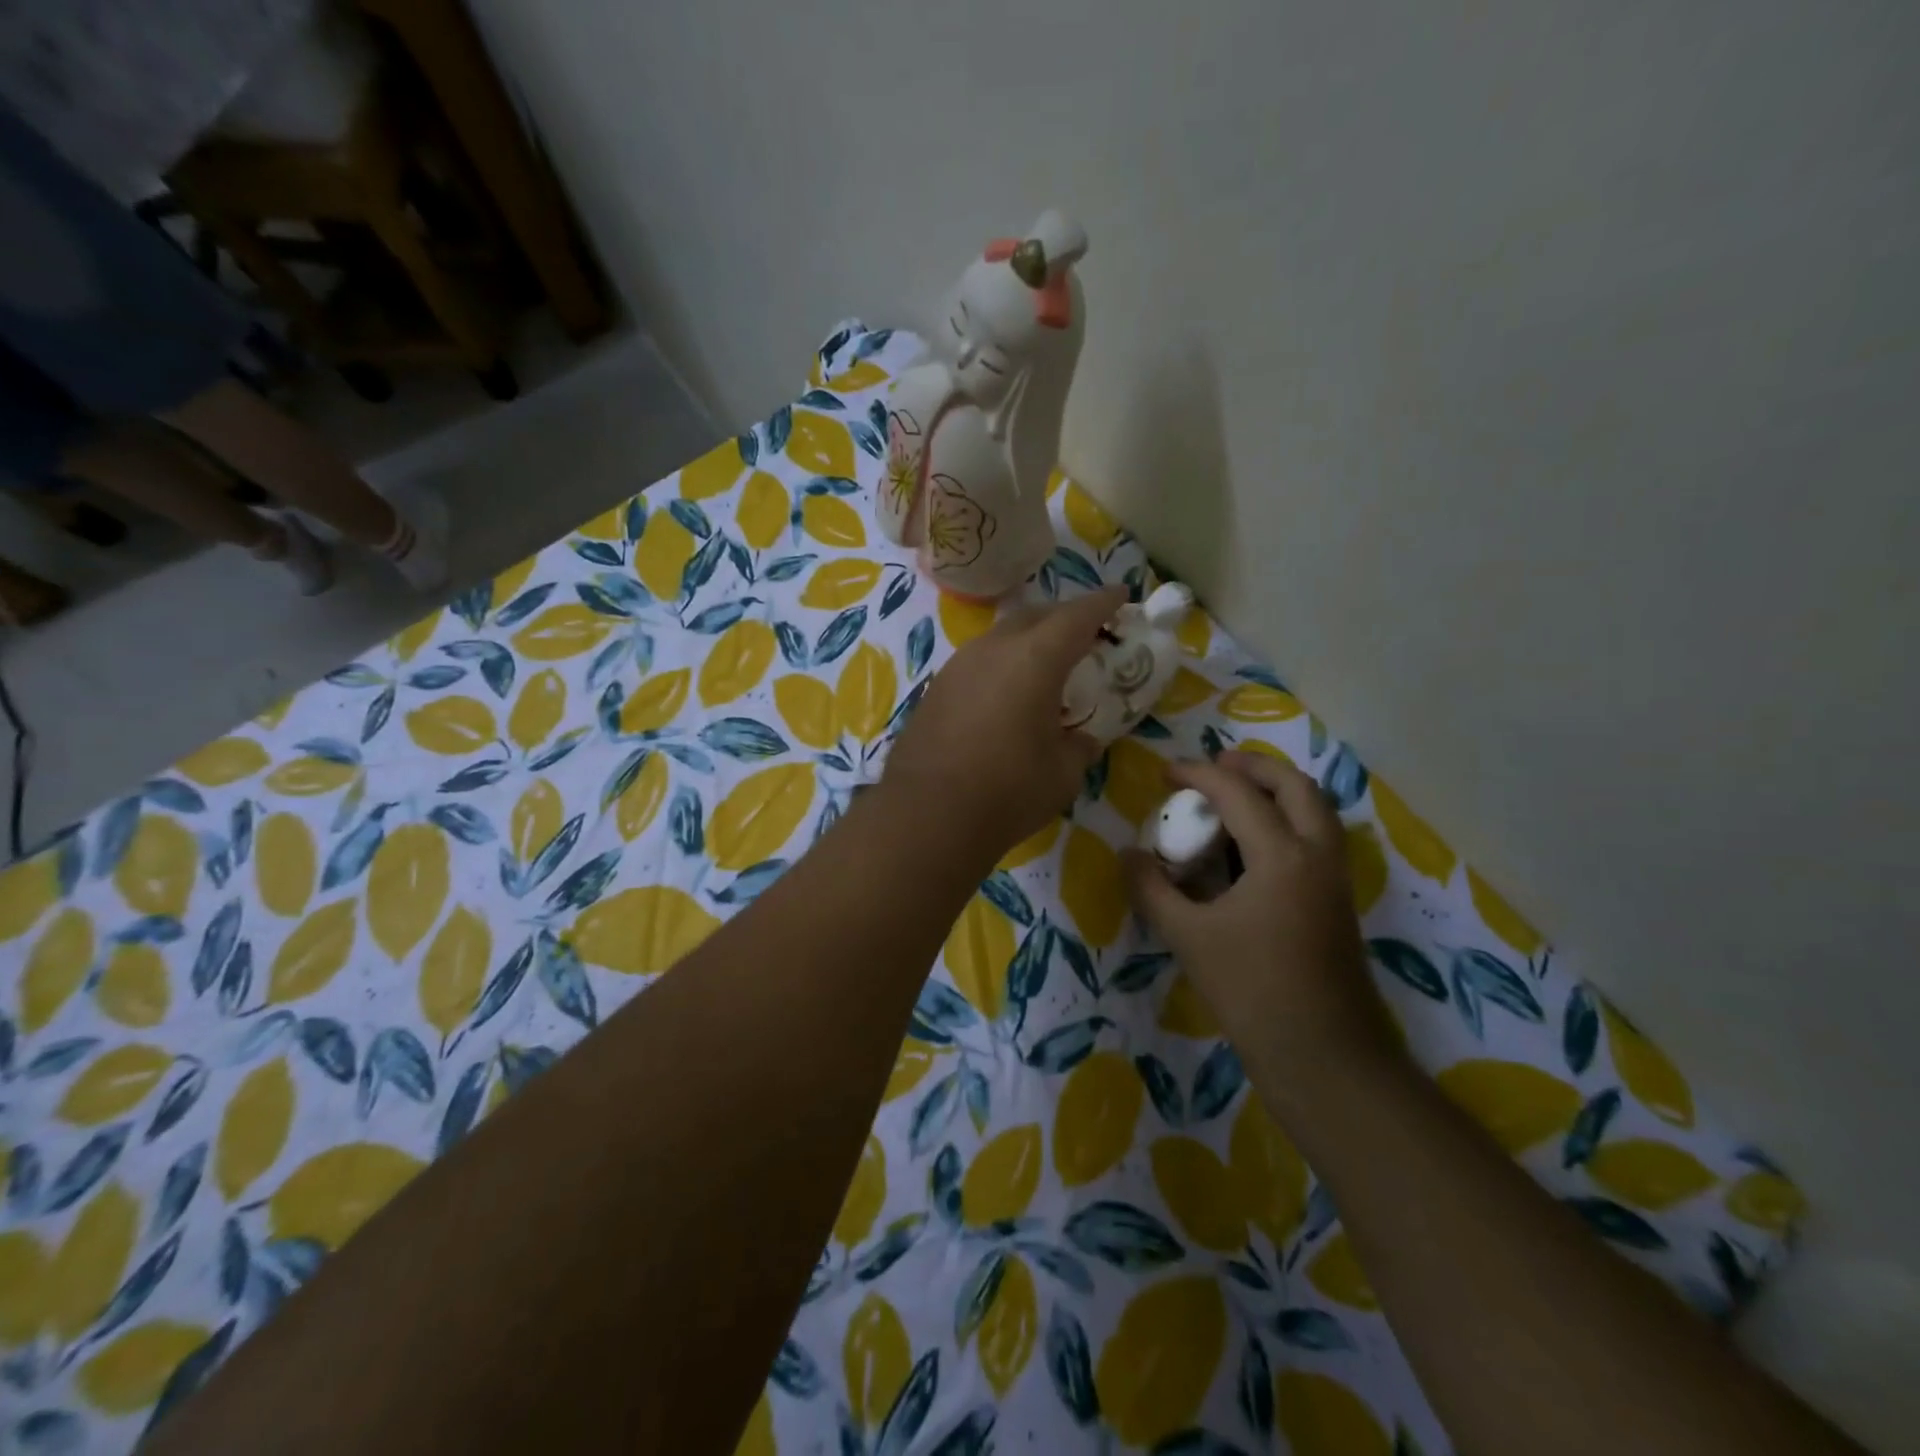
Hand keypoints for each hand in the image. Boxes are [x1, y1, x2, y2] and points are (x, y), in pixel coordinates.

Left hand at [882, 586, 1124, 860]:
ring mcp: (958, 666)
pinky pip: (978, 661)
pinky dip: (1001, 665)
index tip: (1121, 596)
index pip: (1078, 616)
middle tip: (1086, 634)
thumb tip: (1082, 740)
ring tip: (1046, 664)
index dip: (1103, 603)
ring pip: (1001, 636)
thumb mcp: (1063, 774)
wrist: (927, 814)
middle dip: (1065, 618)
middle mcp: (994, 649)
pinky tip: (1006, 693)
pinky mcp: (936, 689)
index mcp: (1035, 658)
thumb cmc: (1008, 791)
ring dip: (1028, 641)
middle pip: (1036, 616)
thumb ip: (1079, 747)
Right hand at [1125, 751, 1401, 1098]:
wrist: (1323, 1053)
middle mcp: (1318, 855)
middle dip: (1254, 766)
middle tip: (1215, 766)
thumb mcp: (1187, 936)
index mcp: (1283, 855)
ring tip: (1236, 796)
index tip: (1166, 772)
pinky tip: (1253, 846)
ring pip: (1316, 809)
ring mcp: (1335, 878)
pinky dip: (1288, 820)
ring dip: (1277, 791)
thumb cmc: (1251, 989)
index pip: (1238, 793)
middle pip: (1296, 785)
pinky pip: (1317, 838)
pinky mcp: (1338, 902)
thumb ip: (1152, 889)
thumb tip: (1128, 854)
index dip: (1198, 775)